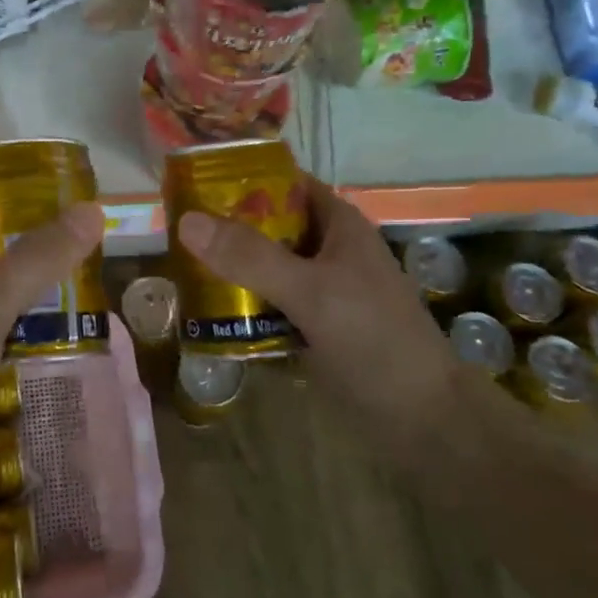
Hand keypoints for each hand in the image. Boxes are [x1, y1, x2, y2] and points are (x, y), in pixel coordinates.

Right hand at [177, 179, 459, 464]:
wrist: (425, 420)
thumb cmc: (375, 340)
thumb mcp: (312, 292)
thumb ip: (251, 257)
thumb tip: (187, 220)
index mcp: (338, 225)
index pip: (283, 182)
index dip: (240, 177)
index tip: (190, 185)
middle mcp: (328, 249)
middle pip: (268, 225)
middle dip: (225, 227)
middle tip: (173, 231)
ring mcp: (321, 290)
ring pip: (266, 266)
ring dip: (230, 267)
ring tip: (178, 267)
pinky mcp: (313, 326)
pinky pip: (269, 303)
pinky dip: (242, 303)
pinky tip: (207, 311)